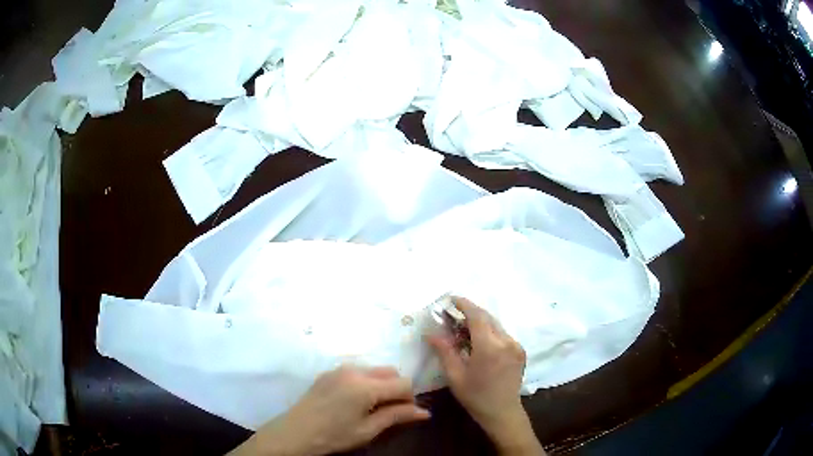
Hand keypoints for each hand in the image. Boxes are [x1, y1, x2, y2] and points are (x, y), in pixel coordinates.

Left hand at [230, 365, 429, 455]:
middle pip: (390, 371)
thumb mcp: (368, 430)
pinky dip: (365, 382)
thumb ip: (397, 416)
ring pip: (374, 370)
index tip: (404, 414)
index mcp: (366, 386)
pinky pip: (357, 371)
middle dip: (397, 389)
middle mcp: (354, 370)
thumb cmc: (334, 435)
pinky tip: (354, 401)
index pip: (403, 383)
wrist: (295, 432)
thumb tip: (425, 412)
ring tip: (371, 407)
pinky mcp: (329, 372)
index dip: (410, 399)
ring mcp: (339, 369)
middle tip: (390, 411)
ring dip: (381, 385)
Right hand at [428, 297, 544, 455]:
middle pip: (487, 318)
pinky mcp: (520, 351)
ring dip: (480, 323)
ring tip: (464, 330)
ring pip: (496, 325)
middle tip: (453, 315)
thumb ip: (444, 351)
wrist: (503, 412)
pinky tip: (480, 342)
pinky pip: (503, 334)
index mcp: (489, 347)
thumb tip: (431, 333)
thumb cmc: (475, 396)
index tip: (451, 299)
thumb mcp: (455, 376)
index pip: (477, 316)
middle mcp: (506, 341)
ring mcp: (516, 345)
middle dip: (470, 313)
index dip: (464, 304)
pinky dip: (490, 332)